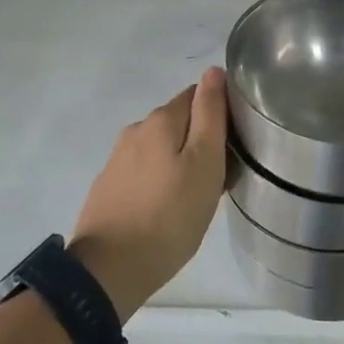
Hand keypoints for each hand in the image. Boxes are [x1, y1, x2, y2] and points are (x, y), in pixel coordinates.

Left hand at [72, 69, 227, 319]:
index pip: (198, 95)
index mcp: (160, 120)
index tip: (234, 144)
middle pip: (179, 121)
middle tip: (220, 176)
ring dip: (180, 161)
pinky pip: (145, 170)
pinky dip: (160, 179)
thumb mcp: (204, 163)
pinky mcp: (109, 185)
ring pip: (161, 147)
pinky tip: (168, 207)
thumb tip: (213, 72)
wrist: (108, 272)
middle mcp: (136, 130)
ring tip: (196, 196)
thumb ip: (210, 115)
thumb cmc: (169, 217)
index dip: (220, 113)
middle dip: (200, 139)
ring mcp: (118, 159)